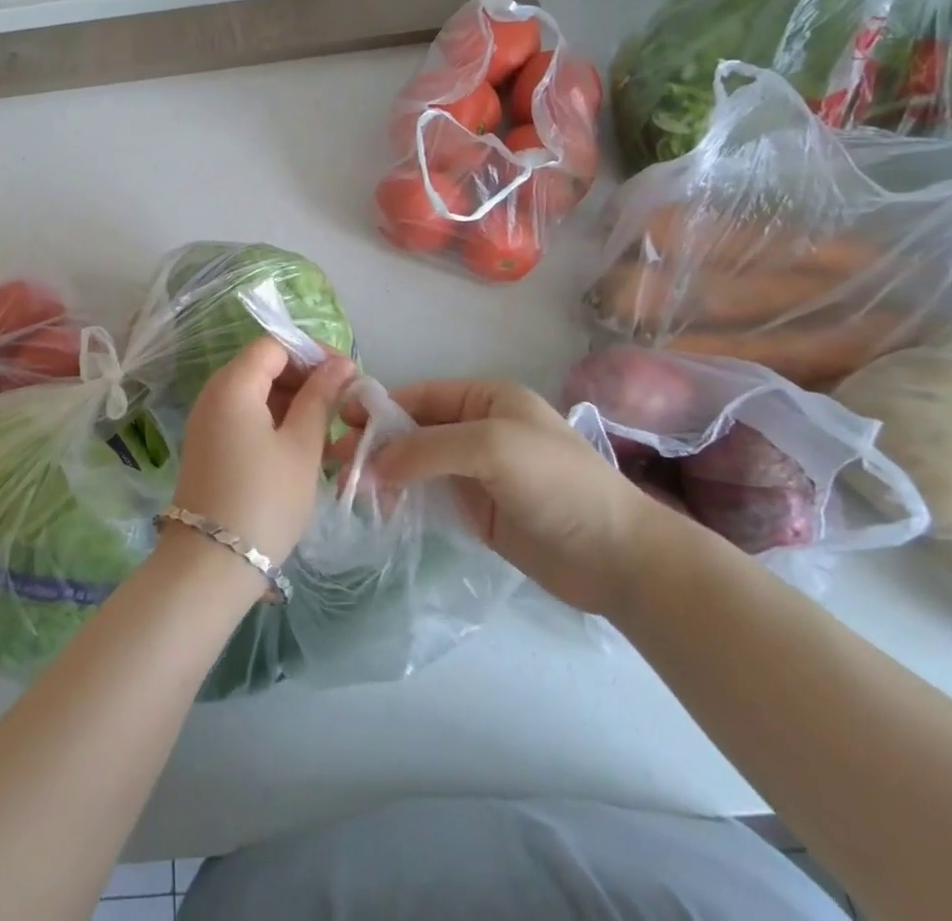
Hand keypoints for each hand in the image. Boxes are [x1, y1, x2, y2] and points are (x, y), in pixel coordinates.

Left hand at [172, 337, 353, 567]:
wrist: (211, 565)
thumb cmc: (265, 498)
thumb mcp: (302, 445)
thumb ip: (321, 397)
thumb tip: (340, 364)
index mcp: (233, 384)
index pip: (275, 345)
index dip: (313, 353)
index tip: (347, 375)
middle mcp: (214, 394)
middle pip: (264, 366)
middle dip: (306, 379)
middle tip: (343, 405)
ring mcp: (209, 422)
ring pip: (258, 395)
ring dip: (295, 404)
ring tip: (330, 431)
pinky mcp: (211, 447)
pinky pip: (247, 418)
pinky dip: (276, 424)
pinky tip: (305, 448)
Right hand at [360, 379, 659, 616]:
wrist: (617, 556)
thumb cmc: (556, 484)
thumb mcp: (490, 447)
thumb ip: (428, 448)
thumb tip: (374, 464)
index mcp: (486, 399)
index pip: (420, 395)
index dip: (379, 407)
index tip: (338, 423)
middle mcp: (478, 428)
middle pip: (414, 429)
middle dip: (376, 443)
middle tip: (334, 463)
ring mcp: (477, 472)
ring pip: (417, 464)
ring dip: (385, 473)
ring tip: (349, 492)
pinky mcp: (478, 510)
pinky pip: (430, 497)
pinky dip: (403, 500)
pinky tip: (378, 510)